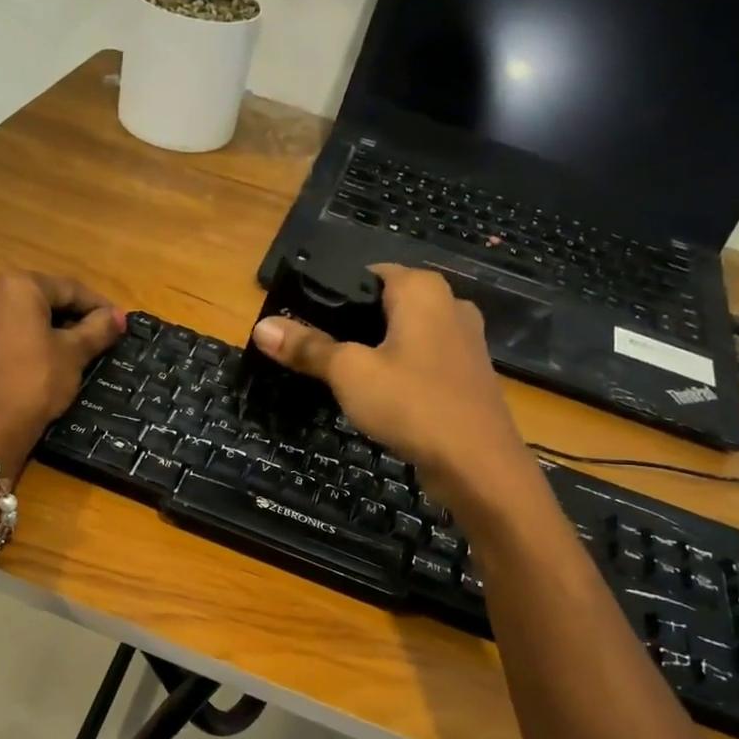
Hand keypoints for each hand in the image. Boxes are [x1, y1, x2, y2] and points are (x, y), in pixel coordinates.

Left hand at [0, 270, 122, 468]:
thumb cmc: (36, 382)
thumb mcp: (73, 354)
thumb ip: (98, 329)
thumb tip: (119, 316)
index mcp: (16, 285)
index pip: (68, 288)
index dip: (98, 305)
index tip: (119, 322)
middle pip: (41, 297)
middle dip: (71, 314)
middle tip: (99, 335)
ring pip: (20, 313)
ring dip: (48, 326)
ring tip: (75, 347)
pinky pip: (2, 329)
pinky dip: (25, 336)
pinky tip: (43, 356)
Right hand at [250, 265, 534, 506]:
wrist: (478, 465)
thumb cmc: (412, 404)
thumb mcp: (349, 373)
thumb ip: (307, 347)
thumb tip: (261, 327)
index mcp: (422, 289)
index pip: (368, 273)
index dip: (333, 294)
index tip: (303, 321)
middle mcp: (450, 304)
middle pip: (386, 305)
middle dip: (352, 325)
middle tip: (315, 351)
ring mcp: (464, 342)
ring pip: (406, 335)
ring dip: (376, 351)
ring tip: (340, 375)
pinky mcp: (467, 376)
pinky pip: (423, 361)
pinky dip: (399, 371)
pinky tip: (379, 397)